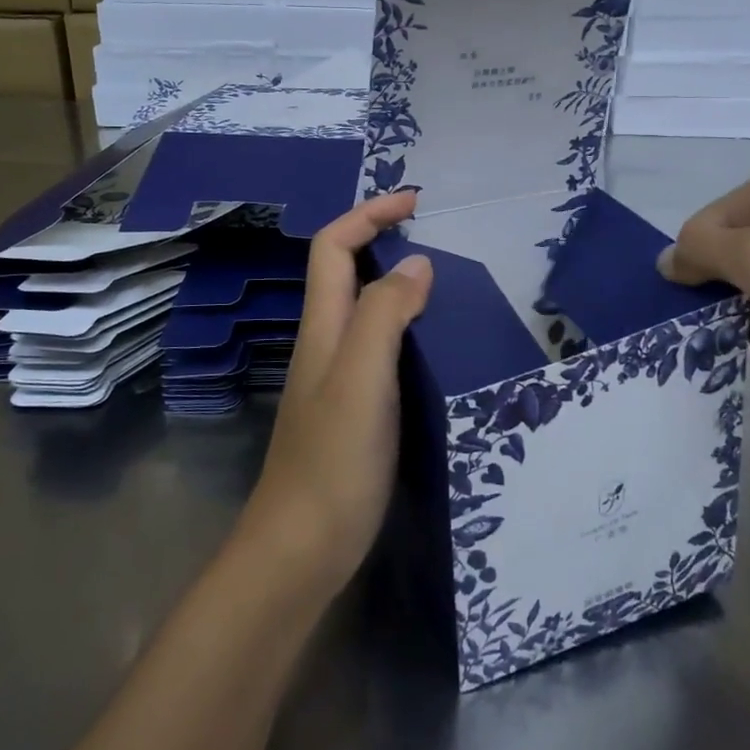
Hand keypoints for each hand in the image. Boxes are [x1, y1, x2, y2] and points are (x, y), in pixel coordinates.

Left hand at [245, 191, 432, 595]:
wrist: (303, 549)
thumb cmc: (333, 461)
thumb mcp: (362, 378)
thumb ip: (384, 315)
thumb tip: (415, 263)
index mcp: (324, 327)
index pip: (334, 246)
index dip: (368, 213)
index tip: (415, 201)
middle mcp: (327, 343)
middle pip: (345, 270)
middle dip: (382, 237)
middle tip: (436, 234)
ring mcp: (338, 378)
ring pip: (364, 308)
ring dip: (397, 280)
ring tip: (447, 280)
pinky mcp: (355, 408)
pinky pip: (380, 346)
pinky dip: (406, 325)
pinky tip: (436, 344)